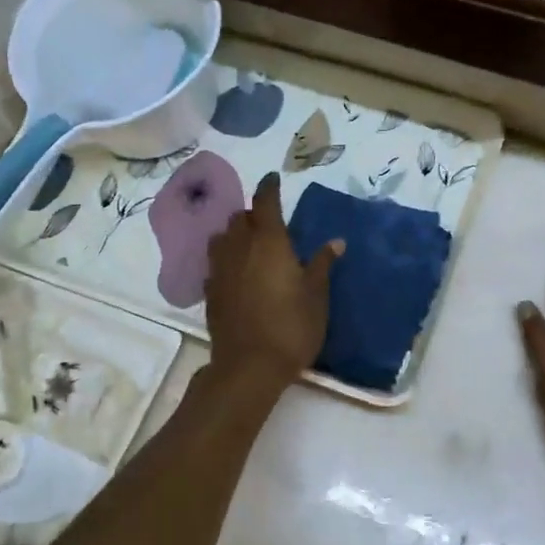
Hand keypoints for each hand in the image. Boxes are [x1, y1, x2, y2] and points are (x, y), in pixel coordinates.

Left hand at [205, 173, 341, 384]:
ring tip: (249, 243)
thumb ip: (322, 264)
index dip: (269, 187)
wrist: (248, 366)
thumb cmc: (291, 326)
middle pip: (239, 218)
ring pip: (222, 237)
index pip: (265, 202)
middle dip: (253, 213)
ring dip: (234, 233)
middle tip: (269, 221)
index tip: (274, 178)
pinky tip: (236, 271)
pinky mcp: (210, 291)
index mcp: (269, 241)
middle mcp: (239, 247)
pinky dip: (226, 258)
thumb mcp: (316, 295)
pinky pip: (215, 262)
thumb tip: (335, 241)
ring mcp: (220, 269)